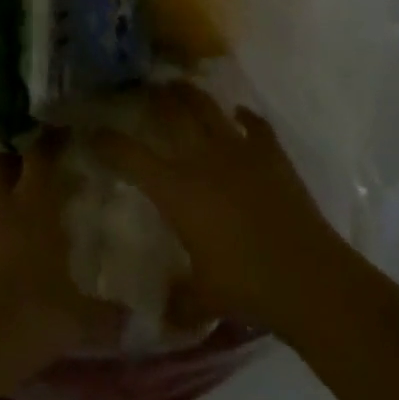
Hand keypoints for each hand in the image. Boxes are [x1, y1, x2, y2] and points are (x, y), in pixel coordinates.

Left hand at [0, 135, 125, 390]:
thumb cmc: (27, 319)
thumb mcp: (77, 321)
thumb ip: (108, 315)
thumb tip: (139, 320)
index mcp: (34, 205)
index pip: (41, 154)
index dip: (52, 141)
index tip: (68, 135)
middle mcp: (2, 205)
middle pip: (4, 161)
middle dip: (21, 160)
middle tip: (45, 174)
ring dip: (4, 193)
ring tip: (27, 213)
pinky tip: (7, 249)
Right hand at [88, 83, 348, 338]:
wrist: (305, 275)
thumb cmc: (245, 286)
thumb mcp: (203, 298)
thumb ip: (179, 300)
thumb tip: (163, 314)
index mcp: (177, 190)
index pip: (131, 157)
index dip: (108, 142)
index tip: (93, 132)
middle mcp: (202, 159)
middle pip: (172, 114)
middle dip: (154, 98)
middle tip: (143, 88)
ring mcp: (239, 150)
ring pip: (208, 109)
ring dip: (192, 95)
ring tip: (180, 85)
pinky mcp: (271, 153)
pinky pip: (255, 125)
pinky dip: (245, 117)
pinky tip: (239, 114)